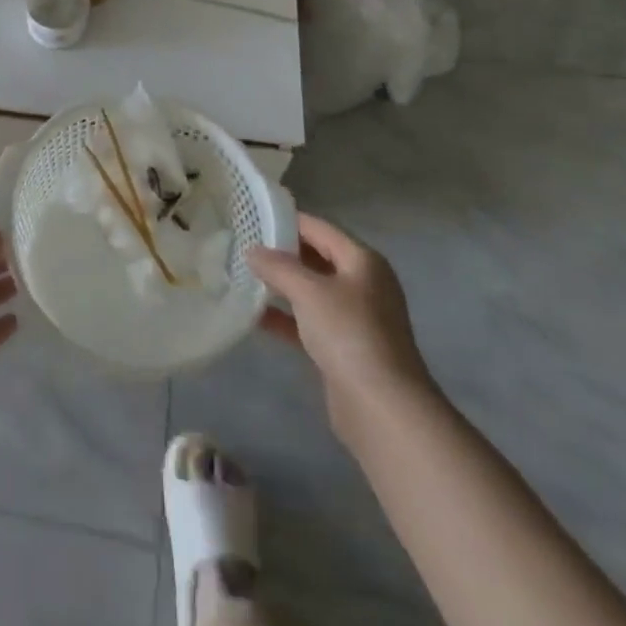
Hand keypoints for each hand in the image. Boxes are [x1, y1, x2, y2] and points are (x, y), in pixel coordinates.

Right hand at [247, 214, 432, 440]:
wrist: (383, 408)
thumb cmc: (349, 334)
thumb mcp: (309, 291)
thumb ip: (277, 267)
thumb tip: (252, 251)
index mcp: (362, 261)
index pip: (319, 228)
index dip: (286, 220)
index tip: (251, 217)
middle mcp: (362, 284)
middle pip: (316, 258)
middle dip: (281, 253)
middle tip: (242, 246)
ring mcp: (355, 318)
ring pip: (311, 291)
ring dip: (281, 286)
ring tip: (243, 276)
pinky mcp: (344, 348)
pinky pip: (309, 322)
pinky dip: (285, 317)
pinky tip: (254, 316)